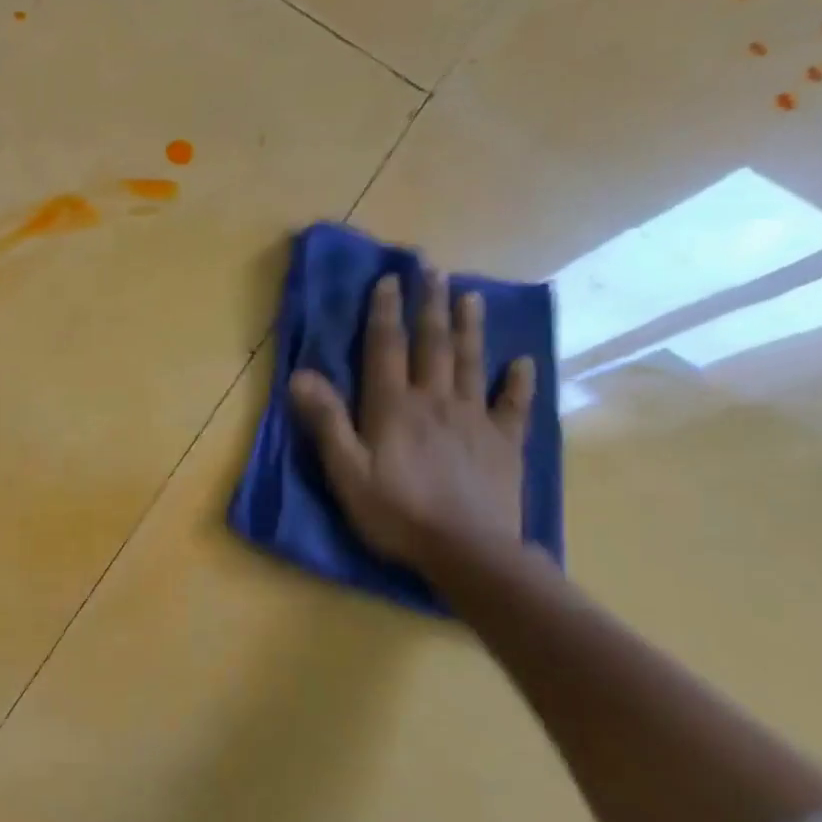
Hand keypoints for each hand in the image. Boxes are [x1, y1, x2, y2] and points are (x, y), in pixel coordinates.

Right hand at [288, 269, 535, 569]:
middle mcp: (436, 401)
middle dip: (431, 305)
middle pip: (434, 344)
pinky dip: (519, 381)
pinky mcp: (504, 443)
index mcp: (394, 407)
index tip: (389, 280)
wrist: (467, 551)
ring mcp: (475, 420)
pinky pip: (514, 404)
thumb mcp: (346, 470)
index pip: (386, 348)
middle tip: (434, 270)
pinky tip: (522, 362)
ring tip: (471, 296)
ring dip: (470, 327)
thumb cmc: (395, 512)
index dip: (385, 312)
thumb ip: (326, 421)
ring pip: (472, 363)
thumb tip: (299, 375)